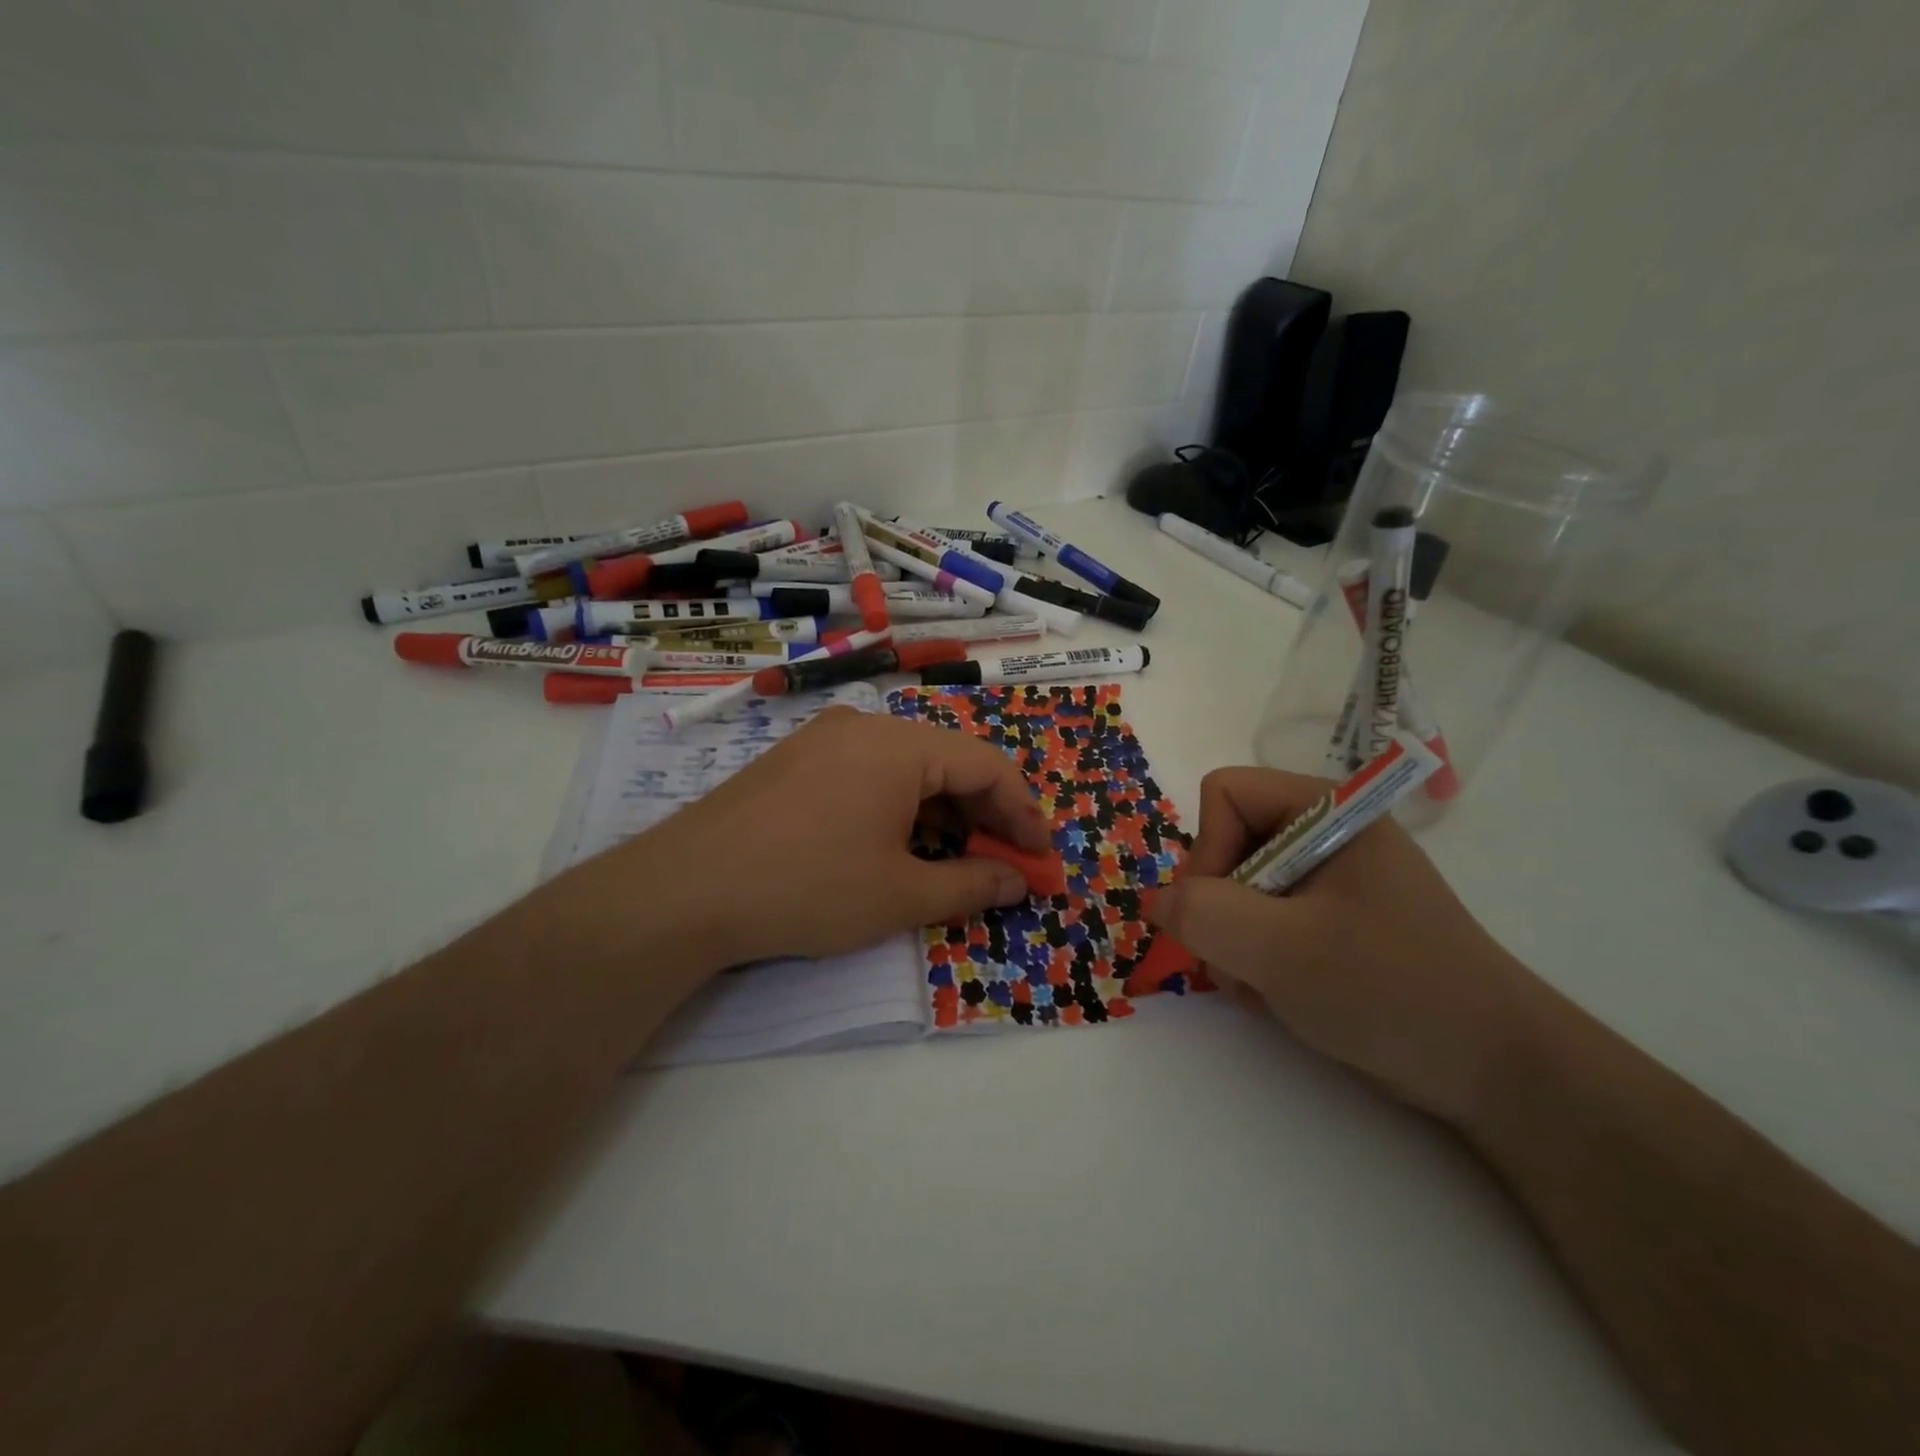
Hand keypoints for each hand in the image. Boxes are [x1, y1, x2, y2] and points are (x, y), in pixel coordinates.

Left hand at [568, 708, 1048, 969]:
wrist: (684, 891)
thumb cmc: (806, 888)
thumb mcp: (899, 895)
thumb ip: (972, 885)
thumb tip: (1018, 882)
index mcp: (899, 745)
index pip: (987, 766)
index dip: (1023, 812)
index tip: (1042, 856)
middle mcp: (865, 727)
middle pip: (949, 760)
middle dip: (985, 812)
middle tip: (1007, 861)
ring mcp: (825, 739)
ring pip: (909, 767)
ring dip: (944, 809)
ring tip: (960, 856)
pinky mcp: (797, 761)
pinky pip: (870, 773)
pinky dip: (902, 805)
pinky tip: (902, 841)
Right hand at [1144, 767, 1549, 1125]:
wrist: (1498, 1072)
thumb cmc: (1393, 991)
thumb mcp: (1284, 951)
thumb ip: (1204, 914)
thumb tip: (1154, 900)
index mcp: (1328, 810)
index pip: (1226, 793)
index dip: (1208, 848)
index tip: (1223, 912)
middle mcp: (1326, 832)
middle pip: (1227, 840)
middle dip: (1218, 905)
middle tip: (1239, 960)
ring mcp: (1331, 878)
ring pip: (1238, 884)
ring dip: (1232, 938)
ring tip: (1263, 985)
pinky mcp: (1333, 919)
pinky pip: (1263, 916)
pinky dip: (1254, 955)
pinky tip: (1278, 992)